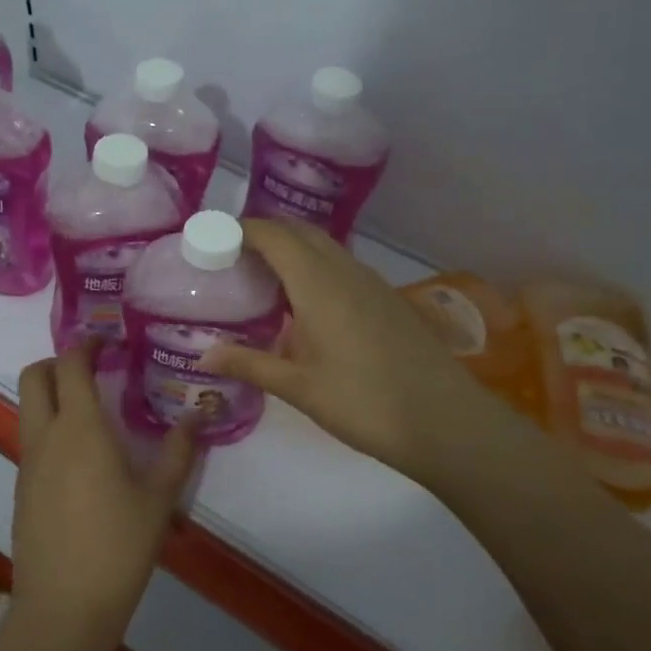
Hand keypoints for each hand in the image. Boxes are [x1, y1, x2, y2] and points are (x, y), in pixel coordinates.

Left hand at [11, 344, 197, 645]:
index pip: (71, 364)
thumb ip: (178, 451)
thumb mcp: (159, 498)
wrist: (64, 607)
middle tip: (93, 371)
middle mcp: (45, 437)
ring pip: (28, 408)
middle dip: (59, 362)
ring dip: (53, 395)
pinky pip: (32, 441)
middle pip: (34, 376)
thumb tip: (198, 415)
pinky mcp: (22, 490)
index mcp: (79, 429)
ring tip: (94, 413)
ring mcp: (28, 464)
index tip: (109, 341)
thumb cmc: (118, 546)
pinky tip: (83, 459)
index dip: (87, 344)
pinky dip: (51, 429)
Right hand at [202, 220, 512, 491]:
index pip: (273, 235)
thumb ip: (251, 365)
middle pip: (300, 231)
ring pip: (325, 246)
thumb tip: (205, 356)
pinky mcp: (388, 299)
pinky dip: (315, 265)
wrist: (445, 421)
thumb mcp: (300, 388)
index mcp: (318, 284)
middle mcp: (346, 271)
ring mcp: (372, 282)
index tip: (212, 238)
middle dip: (265, 232)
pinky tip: (306, 301)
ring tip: (263, 275)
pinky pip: (342, 265)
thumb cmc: (365, 403)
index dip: (241, 229)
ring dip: (293, 247)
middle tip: (232, 255)